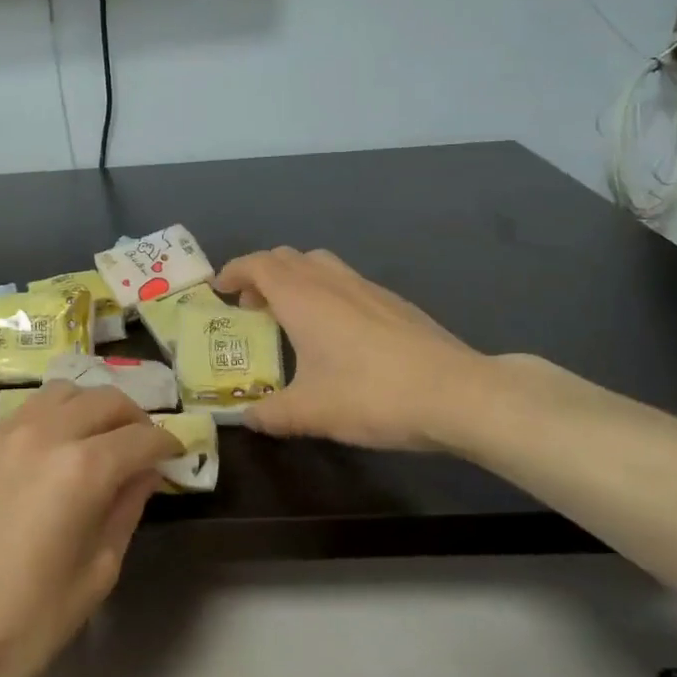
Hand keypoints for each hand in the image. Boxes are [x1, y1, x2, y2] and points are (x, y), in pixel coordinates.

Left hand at [0, 383, 177, 676]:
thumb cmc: (26, 621)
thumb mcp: (96, 573)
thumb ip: (125, 511)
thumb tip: (144, 474)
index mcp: (82, 469)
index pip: (140, 437)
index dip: (166, 443)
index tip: (175, 453)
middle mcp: (43, 434)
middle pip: (103, 399)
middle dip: (132, 416)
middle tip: (140, 443)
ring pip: (58, 394)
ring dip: (87, 407)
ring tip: (92, 437)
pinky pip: (18, 417)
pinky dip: (44, 424)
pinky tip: (40, 458)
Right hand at [215, 247, 503, 451]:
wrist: (457, 393)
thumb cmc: (372, 395)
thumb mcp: (310, 412)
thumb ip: (270, 414)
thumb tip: (247, 418)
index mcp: (303, 297)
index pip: (258, 265)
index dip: (234, 272)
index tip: (219, 290)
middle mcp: (331, 281)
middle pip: (286, 258)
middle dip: (260, 275)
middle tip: (250, 308)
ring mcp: (366, 287)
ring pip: (318, 264)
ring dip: (294, 279)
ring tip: (290, 316)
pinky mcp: (393, 302)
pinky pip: (344, 281)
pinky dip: (324, 292)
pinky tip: (335, 332)